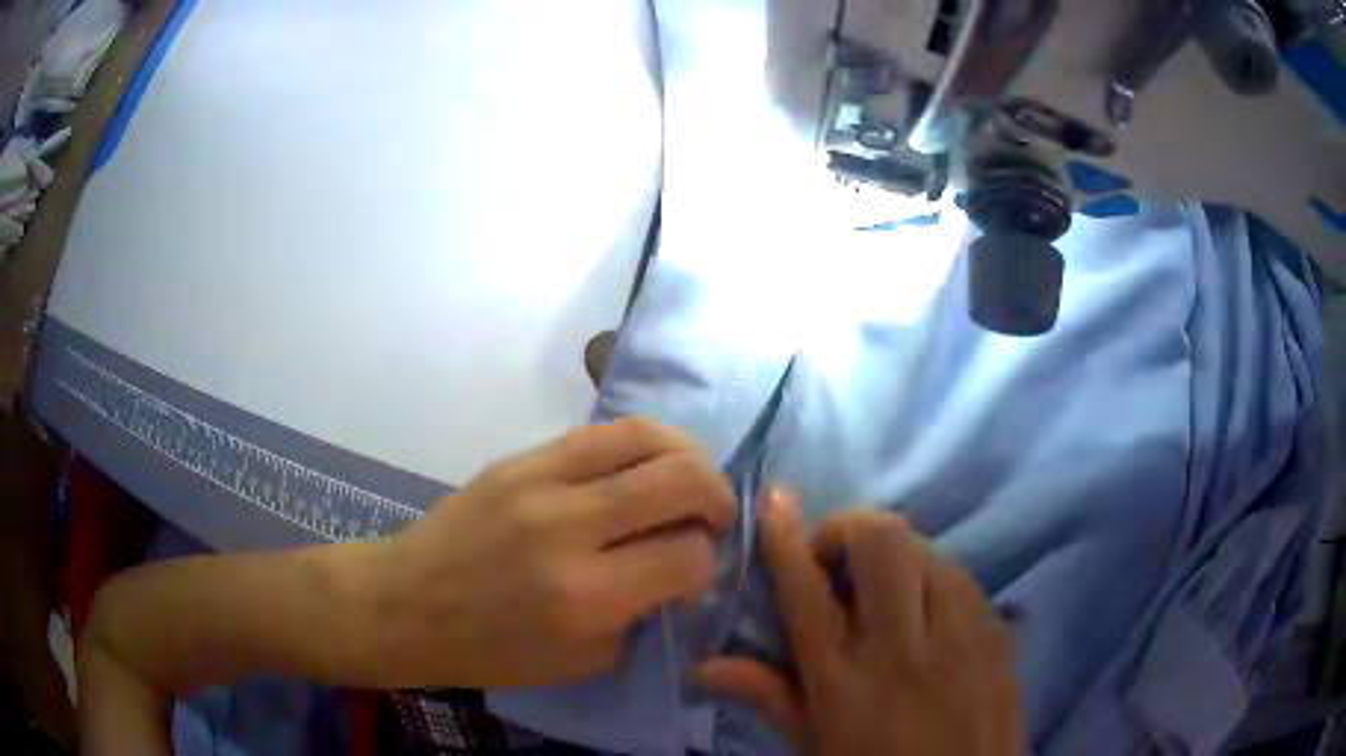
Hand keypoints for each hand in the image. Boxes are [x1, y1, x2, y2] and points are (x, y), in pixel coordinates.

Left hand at [364, 418, 734, 688]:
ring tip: (690, 480)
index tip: (697, 572)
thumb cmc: (492, 650)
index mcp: (585, 597)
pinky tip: (646, 465)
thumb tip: (683, 568)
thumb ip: (643, 612)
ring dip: (689, 455)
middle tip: (713, 518)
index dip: (708, 563)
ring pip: (648, 436)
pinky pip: (601, 432)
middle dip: (718, 497)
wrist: (408, 604)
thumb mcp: (583, 661)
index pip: (688, 556)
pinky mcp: (519, 458)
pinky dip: (643, 444)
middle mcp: (568, 528)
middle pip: (682, 478)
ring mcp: (540, 481)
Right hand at [699, 488, 1023, 755]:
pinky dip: (933, 574)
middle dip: (850, 530)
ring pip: (925, 548)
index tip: (775, 498)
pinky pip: (961, 574)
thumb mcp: (813, 742)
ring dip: (894, 551)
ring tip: (884, 584)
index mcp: (843, 681)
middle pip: (880, 544)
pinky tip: (927, 606)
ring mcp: (958, 634)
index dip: (787, 536)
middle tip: (837, 559)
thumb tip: (703, 666)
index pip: (807, 591)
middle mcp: (902, 647)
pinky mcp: (995, 630)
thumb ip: (767, 694)